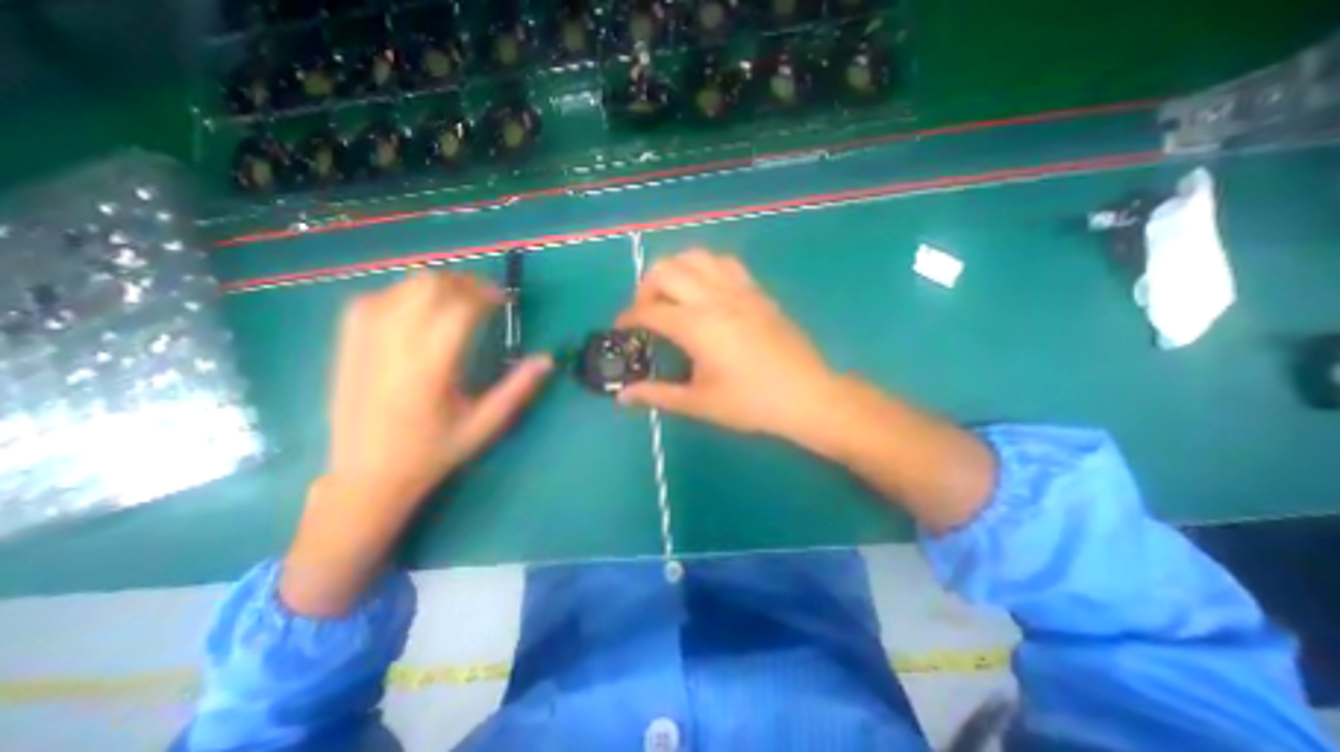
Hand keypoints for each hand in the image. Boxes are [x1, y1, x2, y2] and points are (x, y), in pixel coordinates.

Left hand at [329, 271, 553, 498]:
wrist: (366, 476)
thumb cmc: (433, 452)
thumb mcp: (484, 424)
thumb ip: (517, 388)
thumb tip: (547, 359)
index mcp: (429, 369)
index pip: (458, 311)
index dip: (484, 295)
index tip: (503, 299)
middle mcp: (393, 348)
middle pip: (427, 288)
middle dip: (462, 282)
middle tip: (485, 295)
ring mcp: (364, 344)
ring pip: (400, 289)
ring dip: (435, 285)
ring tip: (458, 299)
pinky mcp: (347, 347)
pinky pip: (371, 301)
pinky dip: (401, 293)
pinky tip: (417, 307)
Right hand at [618, 250, 991, 531]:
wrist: (806, 395)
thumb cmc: (751, 403)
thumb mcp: (699, 403)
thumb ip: (657, 395)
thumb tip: (623, 397)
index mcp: (697, 326)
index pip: (649, 311)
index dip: (628, 318)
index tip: (622, 329)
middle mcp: (714, 298)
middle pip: (666, 270)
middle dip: (645, 287)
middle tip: (646, 312)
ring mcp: (739, 290)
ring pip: (696, 257)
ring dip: (675, 270)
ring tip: (673, 296)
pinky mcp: (757, 292)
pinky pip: (725, 264)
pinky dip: (705, 268)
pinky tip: (706, 292)